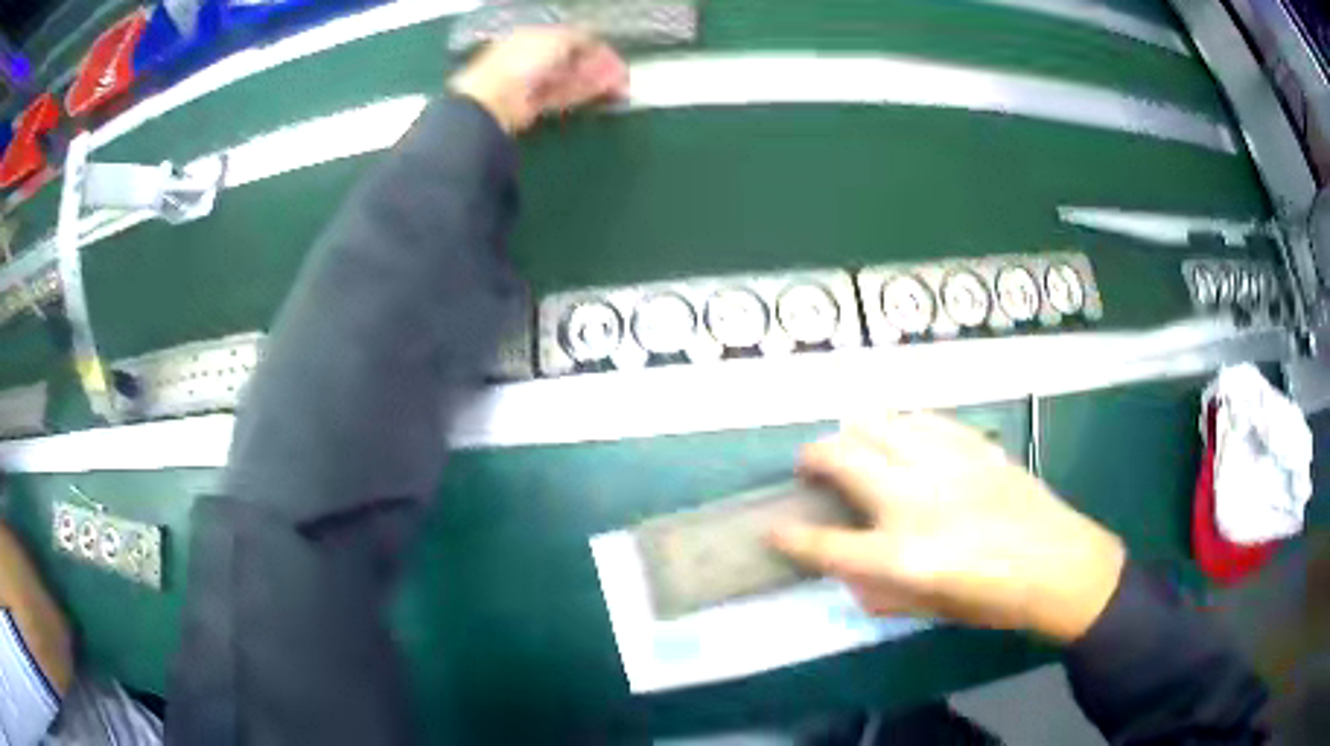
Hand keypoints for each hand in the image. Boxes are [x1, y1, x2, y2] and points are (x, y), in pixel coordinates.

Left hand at [448, 27, 628, 133]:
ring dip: (595, 81)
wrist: (493, 100)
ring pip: (570, 79)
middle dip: (598, 66)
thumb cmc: (522, 61)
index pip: (570, 39)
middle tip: (623, 76)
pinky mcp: (533, 105)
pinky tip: (602, 94)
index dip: (595, 47)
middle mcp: (532, 57)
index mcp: (534, 36)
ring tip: (620, 88)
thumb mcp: (555, 39)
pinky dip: (583, 93)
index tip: (615, 57)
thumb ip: (579, 36)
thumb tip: (595, 36)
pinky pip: (562, 96)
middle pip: (572, 60)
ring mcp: (532, 82)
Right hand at [769, 412, 1126, 642]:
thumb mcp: (926, 609)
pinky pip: (922, 420)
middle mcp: (915, 501)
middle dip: (812, 458)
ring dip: (855, 433)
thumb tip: (846, 569)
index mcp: (902, 556)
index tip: (771, 530)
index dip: (789, 539)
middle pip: (842, 457)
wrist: (1057, 564)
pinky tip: (903, 439)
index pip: (825, 545)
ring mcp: (946, 465)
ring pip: (880, 422)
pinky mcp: (972, 445)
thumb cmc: (991, 599)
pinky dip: (900, 426)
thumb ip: (877, 589)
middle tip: (810, 467)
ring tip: (855, 447)